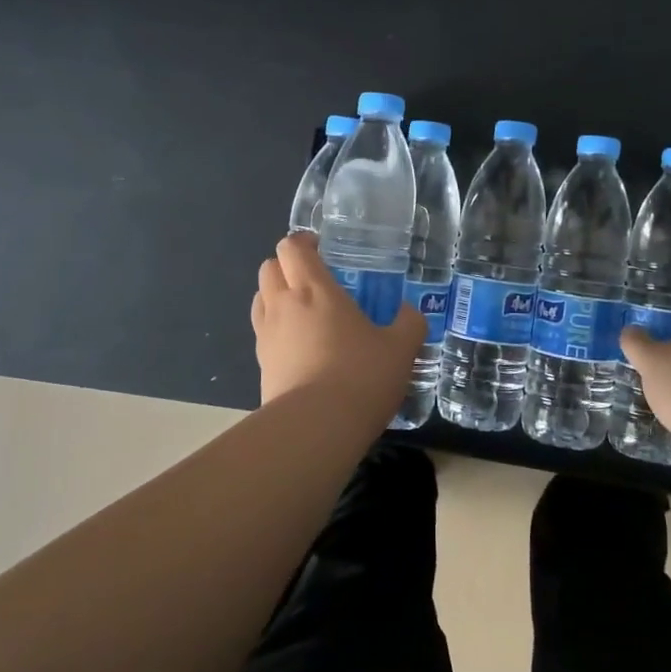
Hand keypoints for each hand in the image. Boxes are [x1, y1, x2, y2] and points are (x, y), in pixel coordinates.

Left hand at [250, 234, 426, 407]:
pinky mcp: (260, 366)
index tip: (322, 248)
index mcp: (314, 289)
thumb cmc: (360, 376)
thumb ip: (409, 324)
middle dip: (287, 266)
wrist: (316, 429)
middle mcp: (283, 305)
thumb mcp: (401, 349)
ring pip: (260, 299)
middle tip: (314, 280)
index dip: (303, 242)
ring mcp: (266, 336)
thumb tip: (410, 313)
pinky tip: (300, 349)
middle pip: (268, 268)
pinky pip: (263, 334)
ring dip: (276, 296)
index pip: (292, 247)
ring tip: (304, 312)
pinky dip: (276, 331)